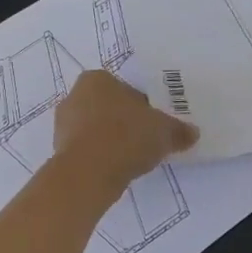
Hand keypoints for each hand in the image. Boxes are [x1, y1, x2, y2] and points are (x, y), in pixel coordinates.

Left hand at [52, 71, 198, 190]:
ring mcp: (62, 124)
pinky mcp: (58, 150)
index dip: (143, 108)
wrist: (87, 173)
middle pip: (109, 108)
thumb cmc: (125, 137)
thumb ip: (178, 130)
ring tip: (132, 159)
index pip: (126, 90)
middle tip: (145, 141)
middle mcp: (75, 95)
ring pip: (96, 129)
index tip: (154, 125)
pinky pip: (87, 150)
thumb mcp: (163, 131)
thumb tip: (192, 133)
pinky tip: (115, 170)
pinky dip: (100, 157)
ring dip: (111, 141)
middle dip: (125, 122)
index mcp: (97, 79)